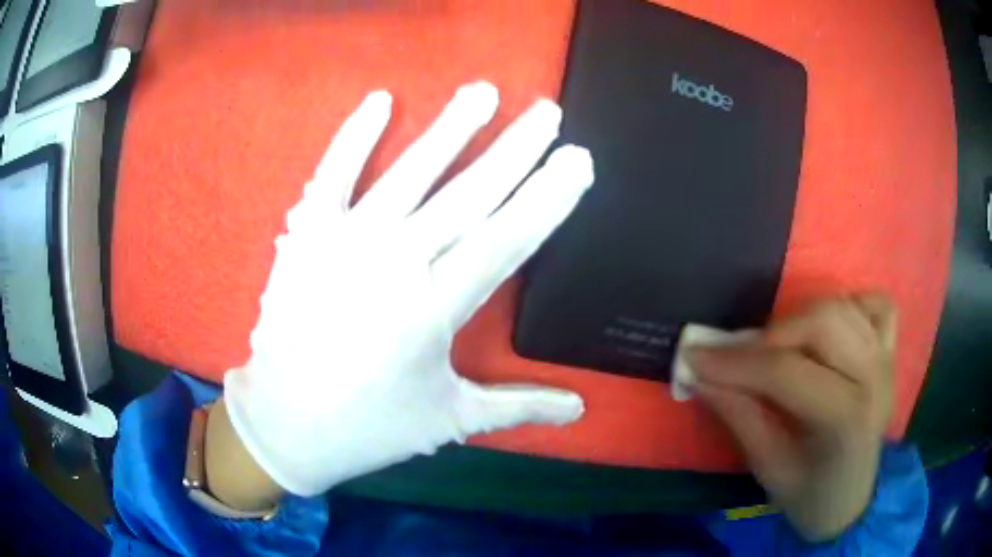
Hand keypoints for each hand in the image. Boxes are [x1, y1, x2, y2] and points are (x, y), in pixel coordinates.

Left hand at [218, 82, 593, 498]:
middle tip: (548, 112)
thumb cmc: (369, 426)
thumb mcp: (450, 419)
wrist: (285, 424)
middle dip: (516, 149)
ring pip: (410, 172)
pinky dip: (354, 136)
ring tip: (483, 92)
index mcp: (435, 308)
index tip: (578, 160)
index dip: (548, 198)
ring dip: (450, 128)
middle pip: (469, 194)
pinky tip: (381, 101)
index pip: (507, 238)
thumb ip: (519, 406)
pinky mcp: (305, 235)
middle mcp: (395, 263)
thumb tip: (580, 408)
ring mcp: (345, 241)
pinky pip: (332, 174)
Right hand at [689, 295, 896, 541]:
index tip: (695, 355)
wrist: (850, 502)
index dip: (736, 362)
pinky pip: (874, 304)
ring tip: (780, 349)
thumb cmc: (808, 496)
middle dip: (772, 334)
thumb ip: (739, 416)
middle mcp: (873, 378)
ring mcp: (887, 359)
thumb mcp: (768, 468)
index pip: (787, 372)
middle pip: (823, 322)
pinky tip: (829, 332)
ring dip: (801, 319)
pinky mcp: (891, 351)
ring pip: (842, 306)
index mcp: (845, 419)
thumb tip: (700, 375)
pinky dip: (848, 306)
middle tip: (742, 359)